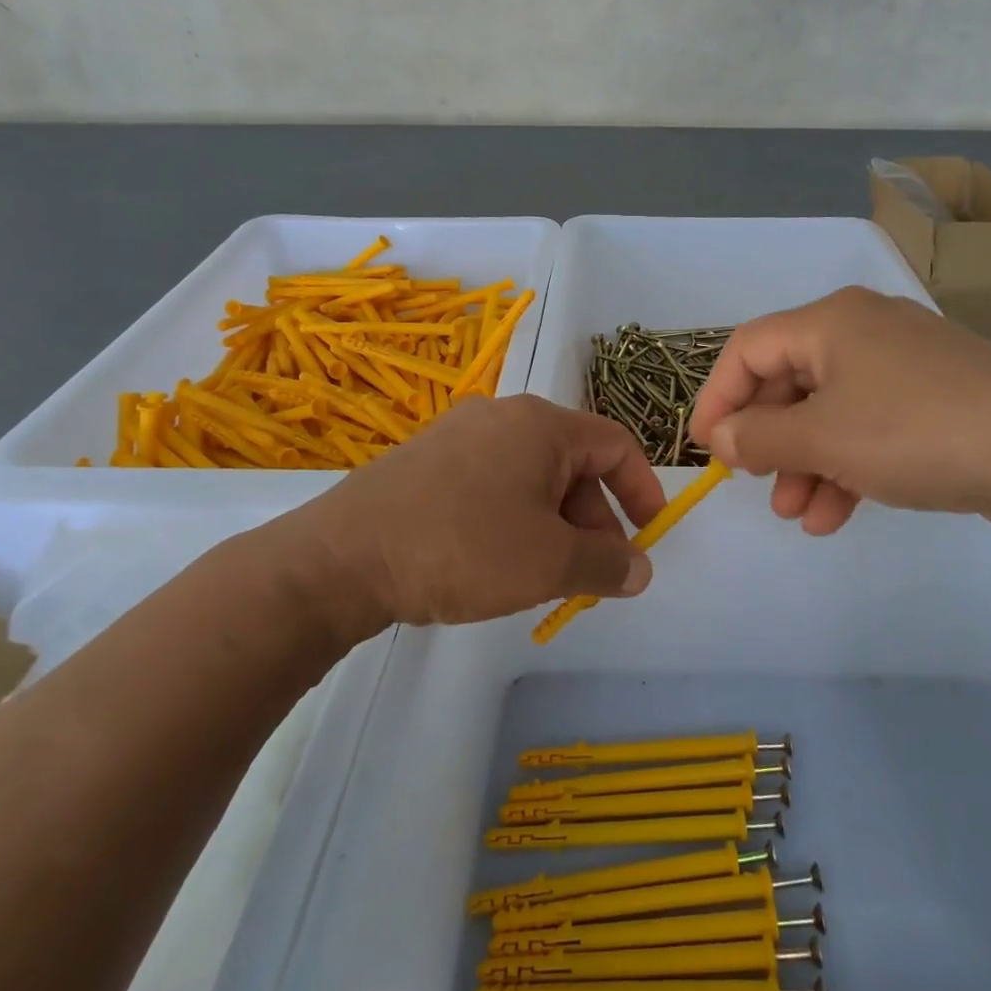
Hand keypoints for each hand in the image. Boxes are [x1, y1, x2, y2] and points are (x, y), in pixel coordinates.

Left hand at [254, 395, 667, 635]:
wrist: (341, 558)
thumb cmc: (462, 548)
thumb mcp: (548, 562)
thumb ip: (607, 564)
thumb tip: (640, 568)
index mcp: (540, 423)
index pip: (615, 444)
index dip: (642, 490)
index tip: (649, 535)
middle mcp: (502, 415)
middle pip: (573, 461)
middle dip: (593, 519)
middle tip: (590, 573)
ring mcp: (458, 434)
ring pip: (531, 476)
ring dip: (554, 524)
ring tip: (543, 575)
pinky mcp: (426, 460)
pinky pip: (491, 482)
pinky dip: (513, 518)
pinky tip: (495, 561)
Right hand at [687, 286, 990, 534]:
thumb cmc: (915, 431)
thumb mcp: (822, 437)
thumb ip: (759, 436)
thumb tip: (720, 436)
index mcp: (830, 322)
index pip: (748, 349)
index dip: (717, 398)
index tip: (707, 450)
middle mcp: (863, 331)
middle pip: (789, 381)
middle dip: (767, 439)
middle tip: (755, 484)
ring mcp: (903, 365)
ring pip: (829, 411)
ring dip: (805, 463)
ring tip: (796, 515)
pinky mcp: (934, 400)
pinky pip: (869, 427)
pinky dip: (846, 466)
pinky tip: (836, 514)